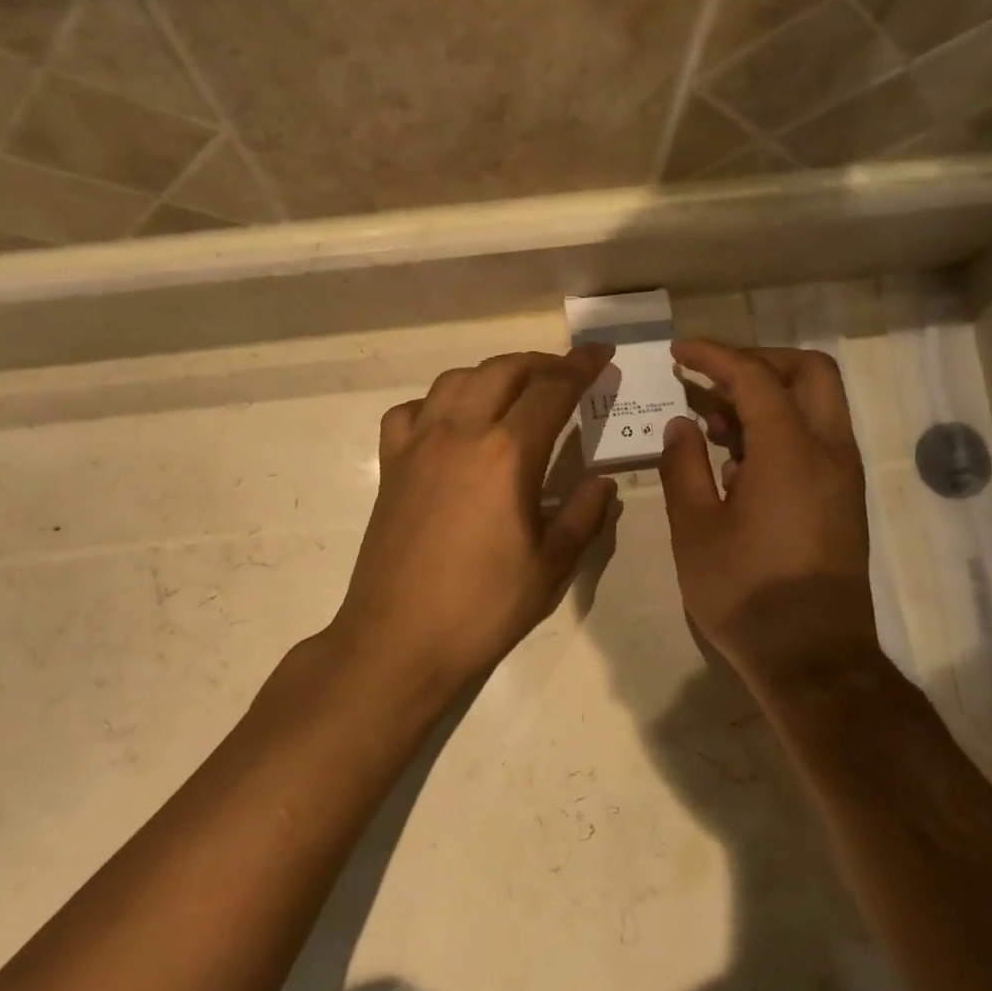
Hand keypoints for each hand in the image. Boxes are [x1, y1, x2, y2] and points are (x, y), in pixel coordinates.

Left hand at [330, 346, 617, 699]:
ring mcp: (417, 445)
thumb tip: (601, 483)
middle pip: (502, 370)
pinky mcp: (390, 465)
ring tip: (513, 391)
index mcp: (507, 454)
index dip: (581, 366)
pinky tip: (449, 424)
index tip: (601, 353)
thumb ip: (583, 516)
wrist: (399, 637)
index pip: (552, 389)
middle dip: (540, 363)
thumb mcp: (550, 567)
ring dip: (491, 374)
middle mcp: (459, 433)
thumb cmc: (482, 607)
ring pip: (455, 380)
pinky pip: (410, 411)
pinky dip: (436, 403)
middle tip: (565, 374)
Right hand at [659, 340, 881, 694]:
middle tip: (711, 376)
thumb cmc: (745, 594)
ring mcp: (843, 476)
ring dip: (768, 396)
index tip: (679, 351)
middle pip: (808, 373)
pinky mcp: (844, 500)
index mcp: (791, 452)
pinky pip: (817, 439)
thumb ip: (683, 467)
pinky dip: (780, 428)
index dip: (715, 356)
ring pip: (817, 405)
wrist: (813, 660)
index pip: (755, 377)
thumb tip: (681, 425)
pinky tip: (737, 461)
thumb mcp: (696, 530)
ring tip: (712, 421)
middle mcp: (829, 452)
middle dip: (758, 361)